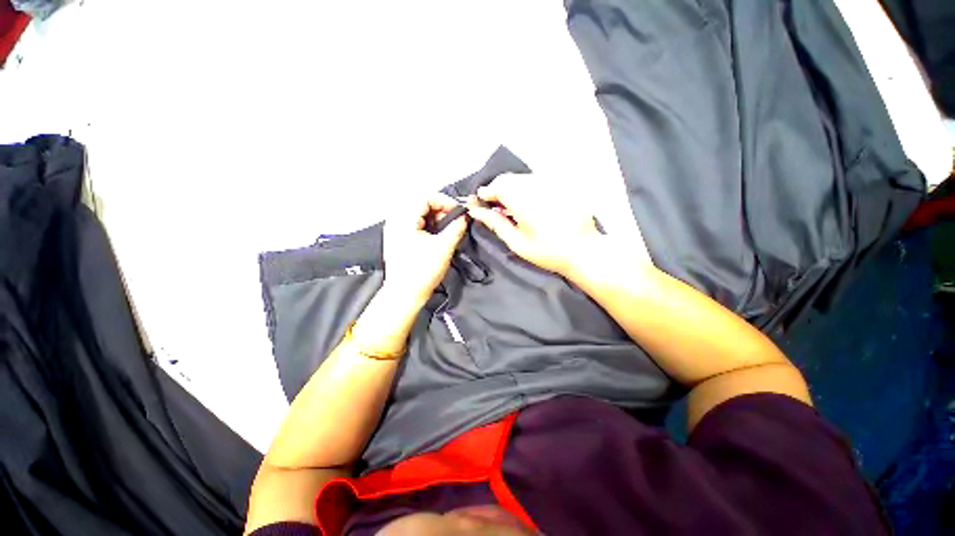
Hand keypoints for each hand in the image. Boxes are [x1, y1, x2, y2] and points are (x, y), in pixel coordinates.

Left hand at [382, 192, 467, 303]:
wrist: (405, 294)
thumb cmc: (422, 271)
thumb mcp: (444, 247)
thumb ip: (456, 228)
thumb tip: (464, 217)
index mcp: (403, 219)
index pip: (425, 197)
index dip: (445, 201)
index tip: (458, 211)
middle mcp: (396, 221)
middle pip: (421, 203)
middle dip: (441, 210)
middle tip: (454, 221)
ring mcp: (396, 230)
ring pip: (419, 214)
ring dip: (436, 218)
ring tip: (447, 229)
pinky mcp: (399, 239)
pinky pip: (415, 224)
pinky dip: (429, 225)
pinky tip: (437, 236)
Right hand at [465, 174, 605, 275]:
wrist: (583, 251)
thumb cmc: (547, 252)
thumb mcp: (517, 243)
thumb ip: (495, 223)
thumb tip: (476, 211)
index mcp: (525, 202)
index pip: (498, 185)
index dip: (486, 192)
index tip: (481, 202)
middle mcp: (539, 186)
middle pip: (510, 178)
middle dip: (499, 190)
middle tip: (497, 209)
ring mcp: (553, 183)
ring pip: (523, 178)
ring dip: (513, 190)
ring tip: (514, 210)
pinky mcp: (563, 185)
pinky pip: (538, 181)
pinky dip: (528, 190)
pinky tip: (531, 206)